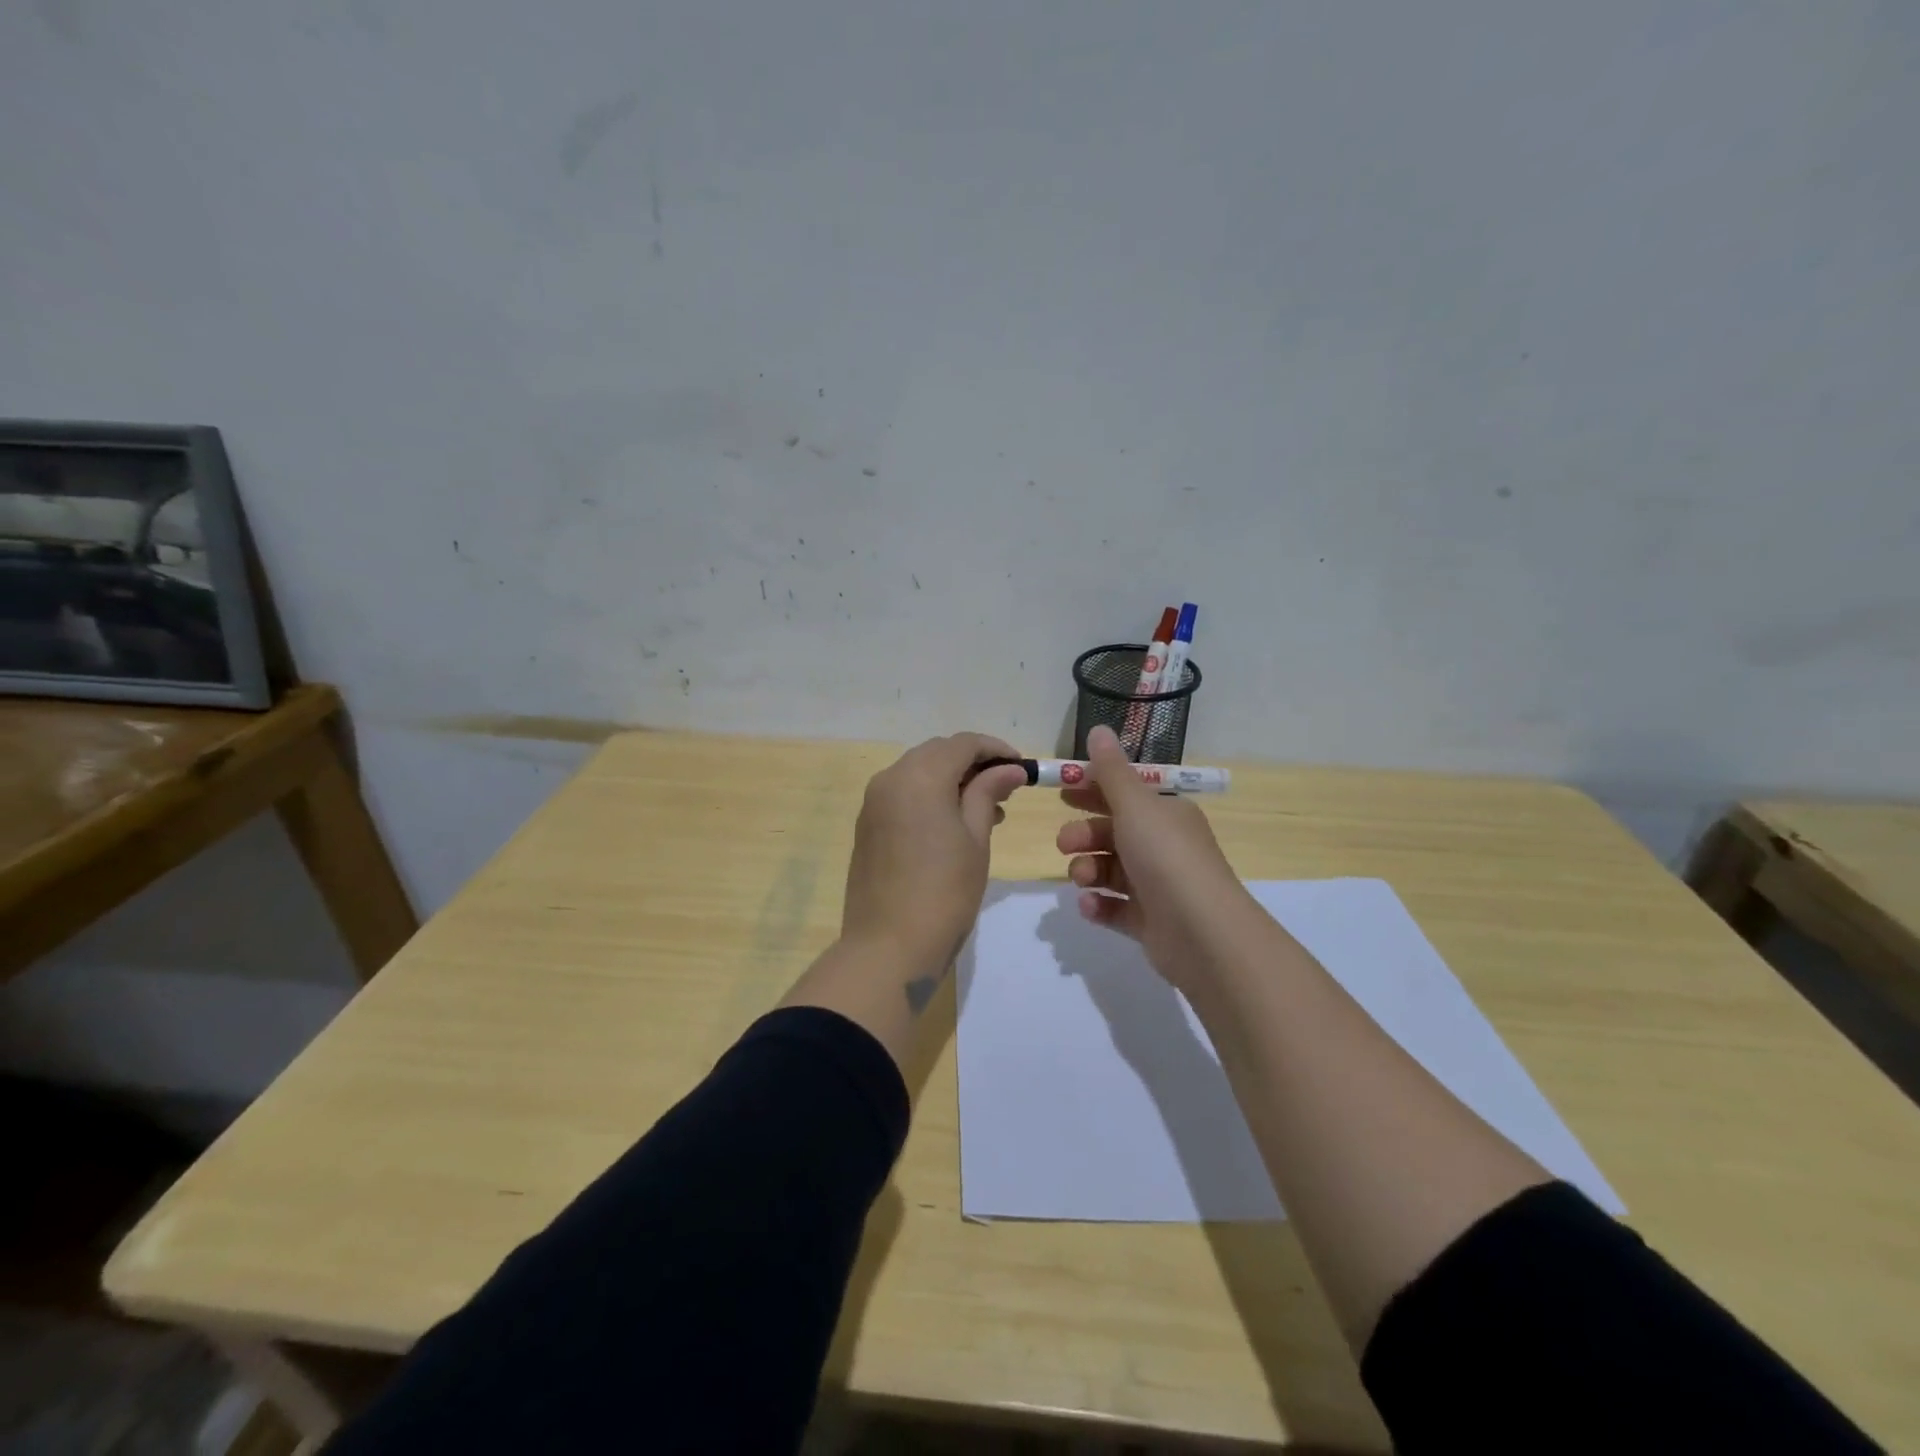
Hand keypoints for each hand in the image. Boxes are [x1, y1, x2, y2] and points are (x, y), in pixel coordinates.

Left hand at [842, 733, 1028, 973]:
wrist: (888, 948)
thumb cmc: (944, 892)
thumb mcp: (976, 839)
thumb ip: (988, 793)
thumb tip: (1009, 769)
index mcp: (919, 776)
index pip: (963, 744)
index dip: (996, 750)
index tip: (1022, 768)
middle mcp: (890, 778)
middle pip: (937, 753)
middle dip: (973, 764)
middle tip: (1006, 789)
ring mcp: (873, 802)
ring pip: (918, 773)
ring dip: (951, 780)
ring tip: (987, 811)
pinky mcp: (867, 825)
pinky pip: (903, 795)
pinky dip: (930, 797)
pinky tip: (953, 824)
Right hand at [1056, 725, 1255, 988]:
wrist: (1202, 931)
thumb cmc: (1166, 856)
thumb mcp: (1135, 805)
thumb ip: (1110, 771)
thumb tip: (1098, 728)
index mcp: (1166, 814)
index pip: (1126, 794)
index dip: (1093, 791)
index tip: (1062, 792)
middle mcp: (1164, 846)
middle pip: (1113, 833)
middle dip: (1084, 834)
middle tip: (1064, 842)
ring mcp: (1157, 886)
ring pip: (1110, 870)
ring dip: (1088, 870)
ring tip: (1082, 878)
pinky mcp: (1149, 922)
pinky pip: (1115, 908)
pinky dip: (1098, 905)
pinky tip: (1089, 905)